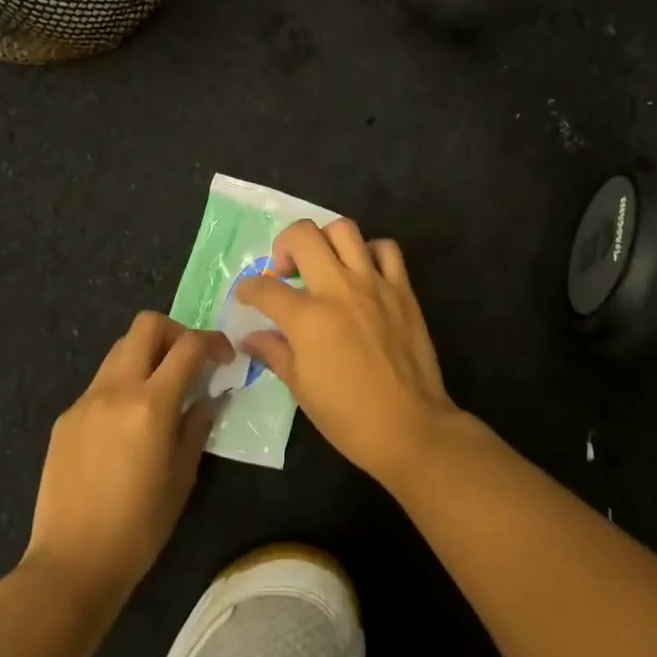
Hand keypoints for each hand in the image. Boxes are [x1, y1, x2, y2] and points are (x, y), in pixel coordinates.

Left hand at [24, 311, 233, 608]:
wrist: (70, 566)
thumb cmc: (138, 529)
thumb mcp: (182, 478)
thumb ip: (197, 426)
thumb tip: (208, 397)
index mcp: (151, 405)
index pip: (189, 346)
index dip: (213, 341)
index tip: (225, 357)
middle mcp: (116, 389)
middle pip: (147, 325)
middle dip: (176, 332)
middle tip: (189, 361)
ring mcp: (86, 400)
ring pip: (120, 348)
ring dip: (147, 354)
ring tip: (159, 389)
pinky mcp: (66, 417)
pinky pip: (101, 383)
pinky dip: (122, 385)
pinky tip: (126, 425)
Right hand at [235, 219, 459, 487]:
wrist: (409, 426)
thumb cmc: (348, 416)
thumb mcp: (301, 388)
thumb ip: (274, 352)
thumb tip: (250, 337)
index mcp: (307, 317)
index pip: (265, 288)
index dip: (248, 289)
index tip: (247, 296)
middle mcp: (338, 288)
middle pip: (303, 236)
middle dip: (284, 245)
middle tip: (286, 270)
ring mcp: (373, 283)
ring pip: (344, 229)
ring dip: (326, 239)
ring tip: (324, 262)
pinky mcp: (402, 288)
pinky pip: (386, 248)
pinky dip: (371, 251)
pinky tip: (363, 271)